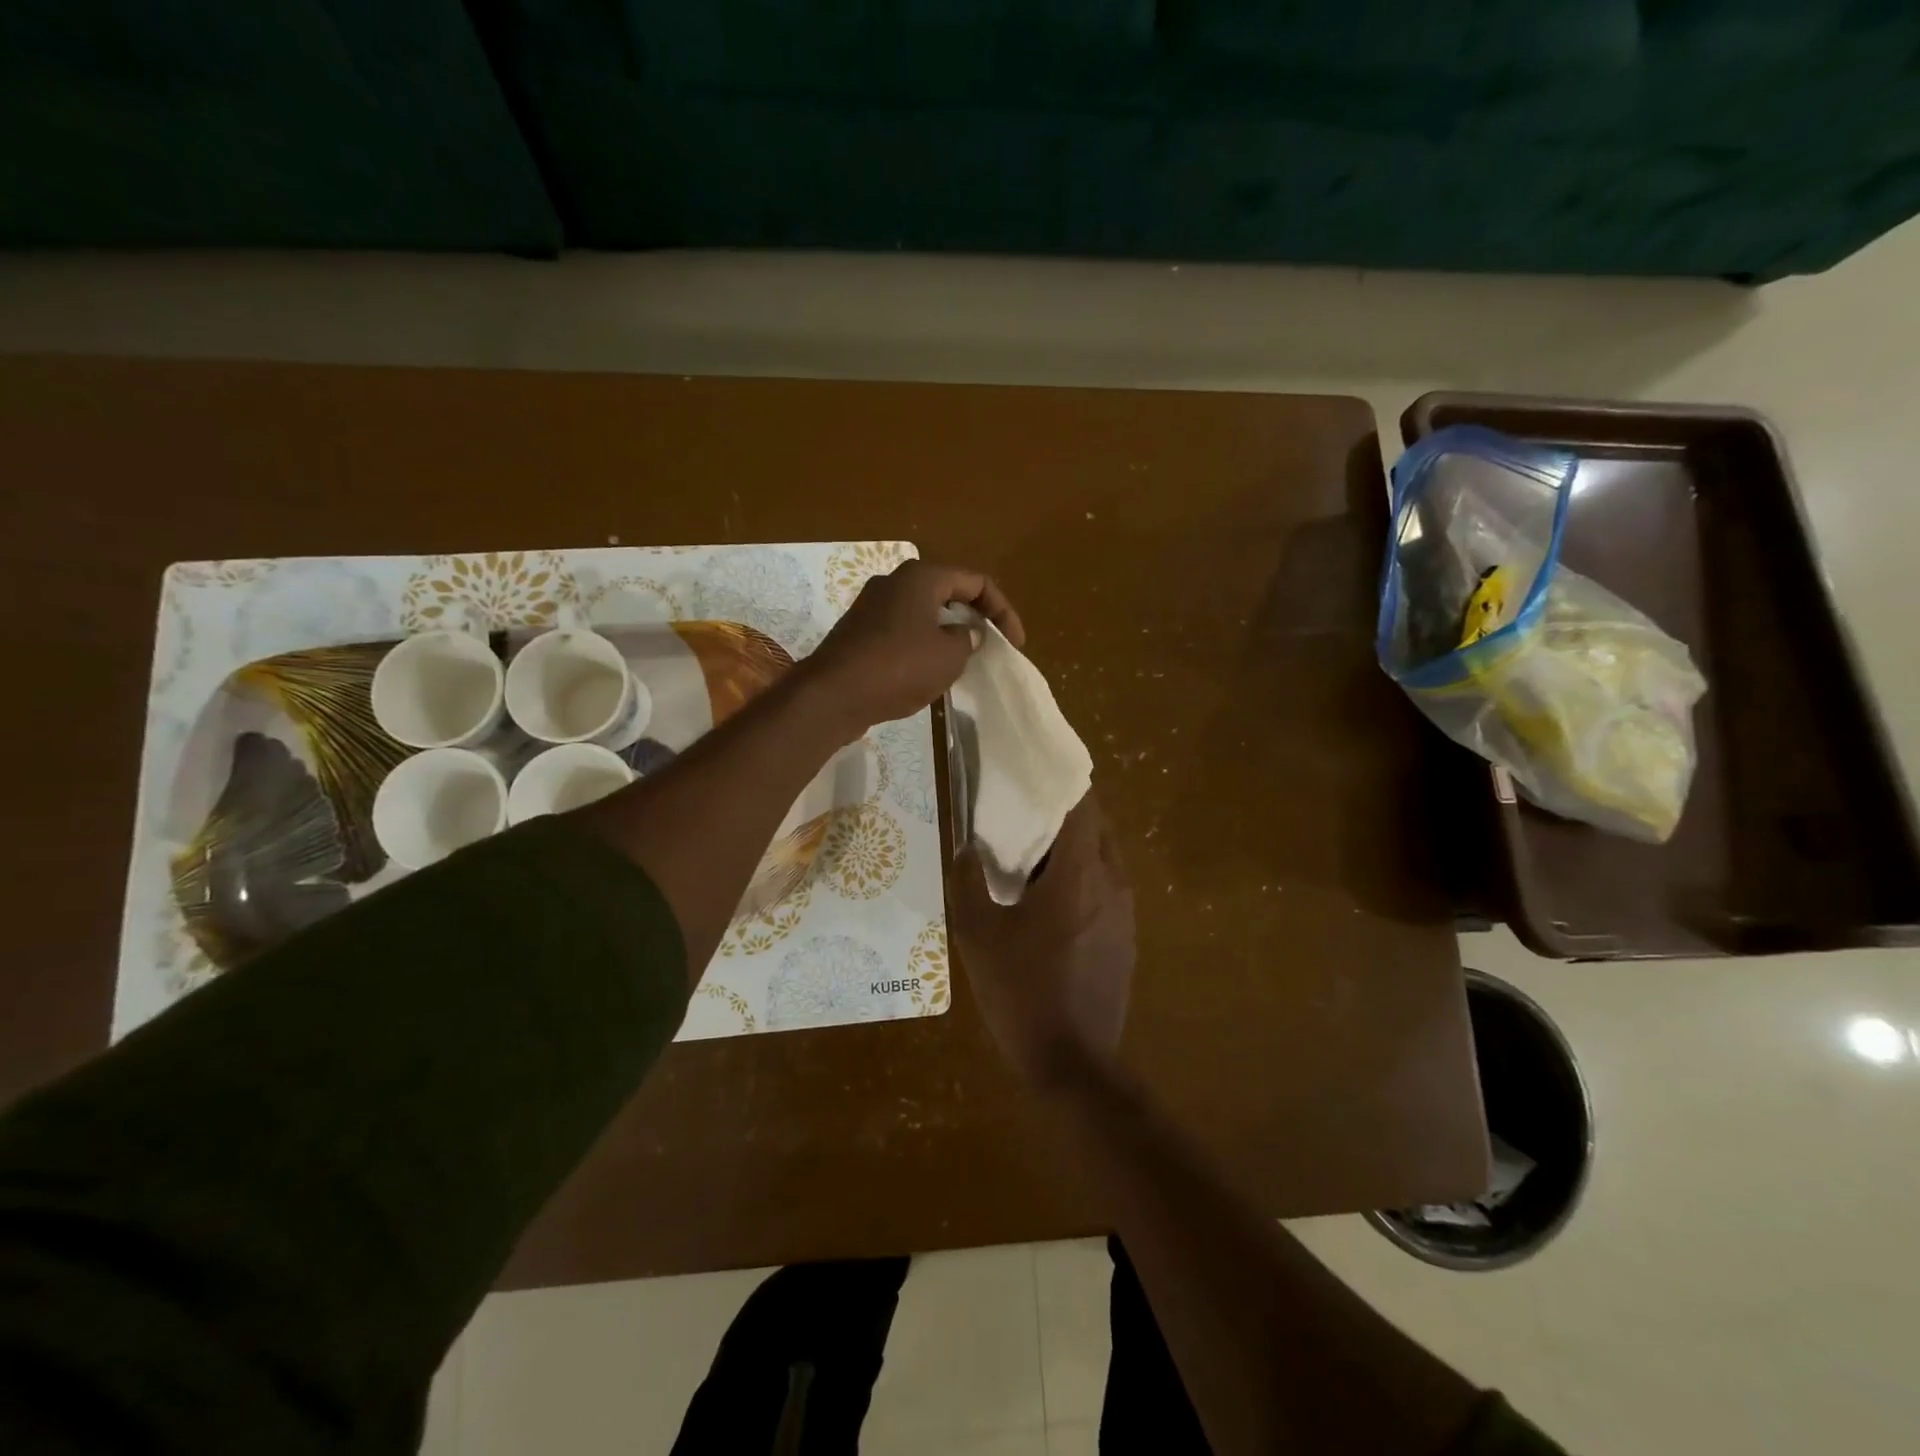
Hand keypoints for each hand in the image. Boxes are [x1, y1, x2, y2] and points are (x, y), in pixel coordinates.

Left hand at [803, 560, 1023, 739]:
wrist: (833, 694)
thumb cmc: (899, 667)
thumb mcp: (949, 655)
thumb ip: (968, 639)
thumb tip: (968, 633)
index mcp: (921, 577)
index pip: (976, 581)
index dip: (1002, 611)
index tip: (1014, 644)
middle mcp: (894, 583)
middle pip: (948, 593)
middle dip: (974, 619)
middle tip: (989, 648)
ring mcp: (872, 607)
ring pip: (923, 614)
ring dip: (947, 635)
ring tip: (962, 662)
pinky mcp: (859, 633)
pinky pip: (902, 633)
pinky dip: (922, 647)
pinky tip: (927, 674)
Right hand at [949, 794, 1135, 1089]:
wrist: (1072, 1063)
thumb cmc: (1021, 991)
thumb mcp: (977, 935)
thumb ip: (968, 882)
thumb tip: (967, 847)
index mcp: (1079, 874)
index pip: (1082, 804)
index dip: (1061, 780)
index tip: (1035, 769)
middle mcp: (1112, 883)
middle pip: (1096, 827)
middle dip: (1065, 812)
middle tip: (1025, 811)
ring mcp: (1125, 912)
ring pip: (1104, 857)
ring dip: (1074, 846)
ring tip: (1034, 854)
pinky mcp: (1126, 937)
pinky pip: (1106, 888)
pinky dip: (1083, 876)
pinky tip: (1051, 900)